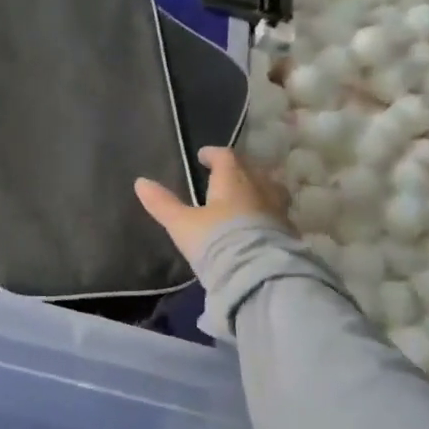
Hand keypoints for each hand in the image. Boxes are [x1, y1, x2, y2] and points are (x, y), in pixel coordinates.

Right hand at [135, 146, 289, 267]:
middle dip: (237, 169)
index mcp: (232, 180)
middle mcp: (259, 188)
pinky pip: (276, 212)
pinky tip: (257, 222)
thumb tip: (140, 182)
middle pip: (250, 169)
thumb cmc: (216, 241)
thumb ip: (162, 203)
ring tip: (244, 197)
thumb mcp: (182, 224)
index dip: (213, 154)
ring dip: (256, 188)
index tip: (203, 156)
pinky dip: (265, 211)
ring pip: (269, 189)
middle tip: (224, 175)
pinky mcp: (287, 232)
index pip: (225, 156)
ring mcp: (277, 209)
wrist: (257, 274)